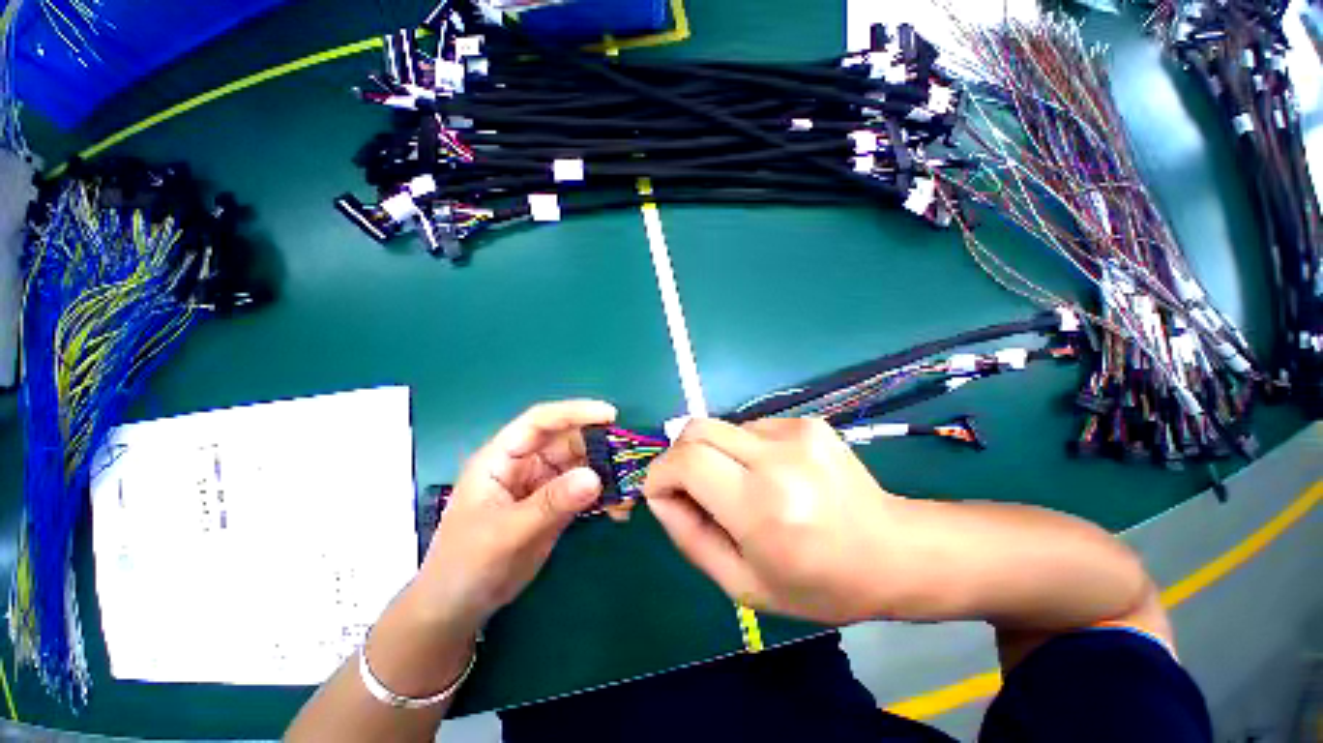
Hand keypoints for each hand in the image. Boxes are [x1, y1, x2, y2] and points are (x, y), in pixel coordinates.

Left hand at [410, 400, 616, 633]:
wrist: (458, 607)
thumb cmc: (466, 564)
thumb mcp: (506, 533)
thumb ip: (551, 503)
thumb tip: (596, 477)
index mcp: (503, 457)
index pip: (540, 421)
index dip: (575, 412)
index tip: (610, 415)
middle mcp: (526, 463)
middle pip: (568, 441)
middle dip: (600, 446)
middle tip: (629, 459)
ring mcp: (543, 484)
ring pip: (582, 464)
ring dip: (607, 473)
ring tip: (630, 489)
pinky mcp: (556, 504)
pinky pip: (586, 490)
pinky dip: (605, 496)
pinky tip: (620, 510)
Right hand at [643, 417, 903, 624]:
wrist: (894, 551)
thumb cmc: (818, 583)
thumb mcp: (743, 584)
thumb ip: (689, 537)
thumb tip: (660, 496)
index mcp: (763, 507)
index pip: (687, 462)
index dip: (661, 473)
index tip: (662, 493)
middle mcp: (778, 459)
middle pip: (696, 429)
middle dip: (679, 455)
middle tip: (691, 487)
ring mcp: (796, 432)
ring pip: (722, 427)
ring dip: (715, 454)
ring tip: (743, 486)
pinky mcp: (807, 421)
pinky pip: (751, 427)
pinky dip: (743, 449)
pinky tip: (772, 474)